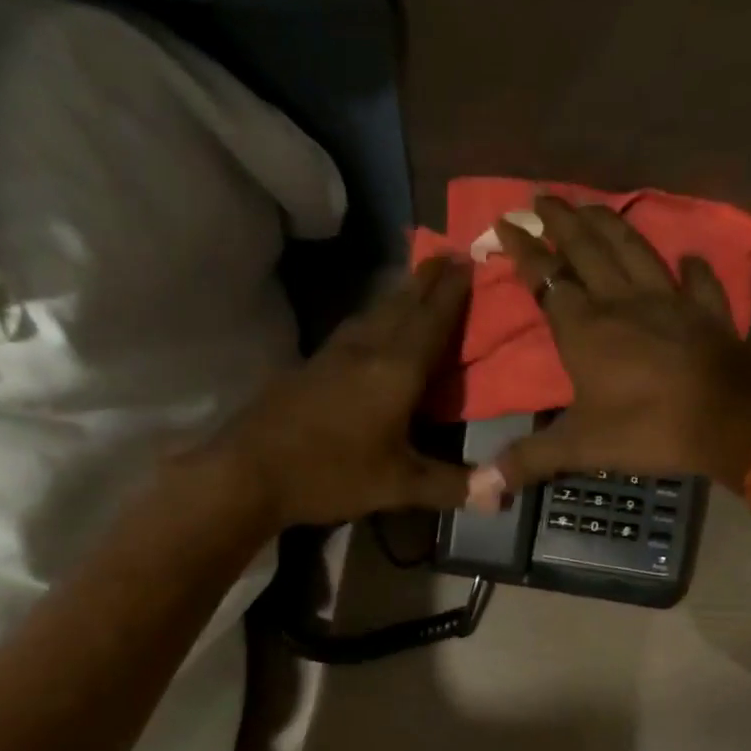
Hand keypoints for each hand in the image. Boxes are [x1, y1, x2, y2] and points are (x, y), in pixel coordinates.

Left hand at [204, 257, 475, 529]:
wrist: (248, 472)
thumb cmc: (331, 474)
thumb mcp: (398, 486)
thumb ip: (451, 485)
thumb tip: (502, 495)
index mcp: (395, 371)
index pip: (432, 320)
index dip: (452, 291)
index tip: (468, 260)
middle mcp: (366, 350)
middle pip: (402, 304)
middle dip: (427, 280)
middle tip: (447, 256)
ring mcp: (332, 355)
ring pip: (373, 313)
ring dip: (398, 295)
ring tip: (414, 284)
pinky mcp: (309, 367)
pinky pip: (352, 330)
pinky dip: (373, 318)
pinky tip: (369, 329)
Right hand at [475, 197, 750, 504]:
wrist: (728, 421)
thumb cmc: (647, 428)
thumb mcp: (579, 448)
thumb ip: (529, 460)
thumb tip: (482, 487)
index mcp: (585, 328)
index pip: (546, 279)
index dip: (524, 251)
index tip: (505, 222)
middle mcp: (622, 302)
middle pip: (587, 250)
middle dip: (561, 221)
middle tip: (542, 195)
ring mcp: (669, 301)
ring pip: (633, 250)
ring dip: (610, 224)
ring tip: (591, 205)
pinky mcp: (706, 312)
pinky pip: (697, 281)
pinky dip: (691, 267)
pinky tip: (687, 256)